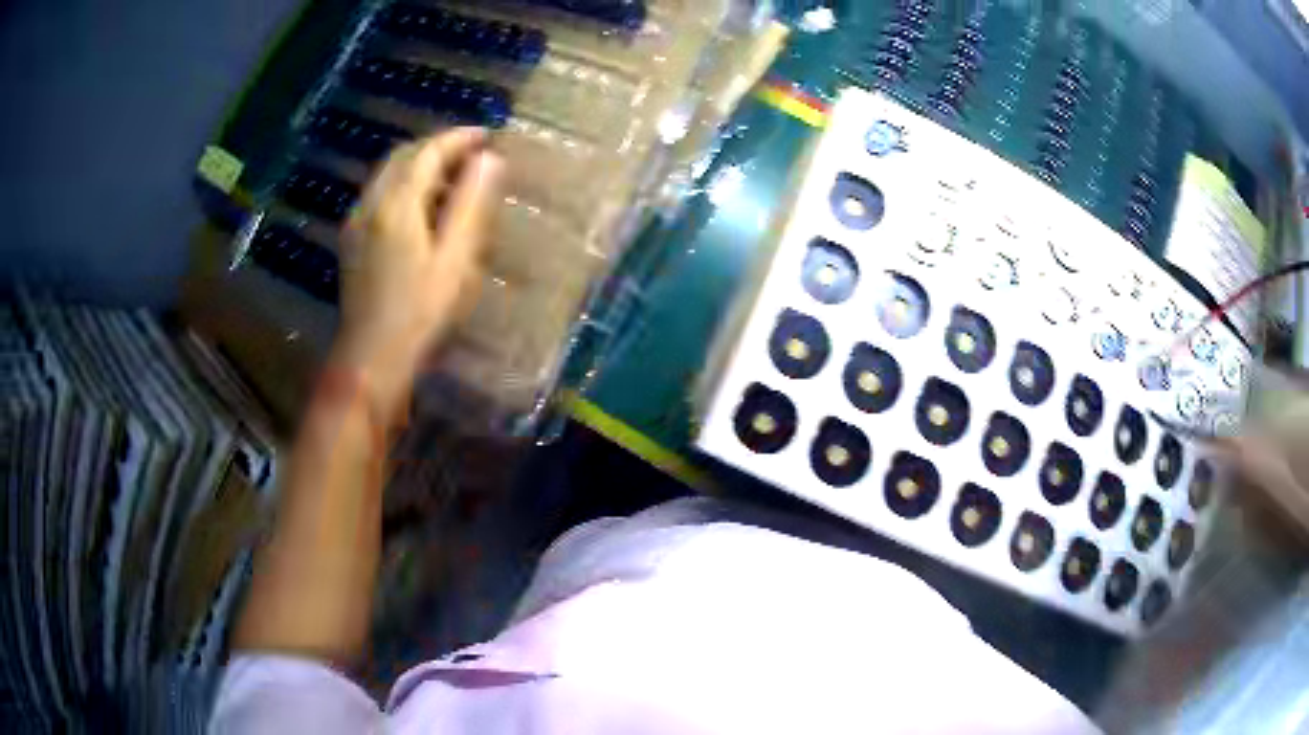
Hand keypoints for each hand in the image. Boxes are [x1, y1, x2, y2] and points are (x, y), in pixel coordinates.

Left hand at [331, 128, 504, 421]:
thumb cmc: (420, 312)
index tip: (488, 135)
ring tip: (451, 175)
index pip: (429, 152)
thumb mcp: (455, 259)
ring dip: (419, 164)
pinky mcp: (351, 240)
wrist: (372, 357)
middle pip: (402, 156)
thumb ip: (471, 204)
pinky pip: (378, 194)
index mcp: (397, 204)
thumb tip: (489, 159)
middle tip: (471, 151)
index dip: (459, 138)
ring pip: (387, 174)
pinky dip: (403, 184)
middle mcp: (370, 203)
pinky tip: (420, 205)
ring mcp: (356, 222)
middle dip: (437, 145)